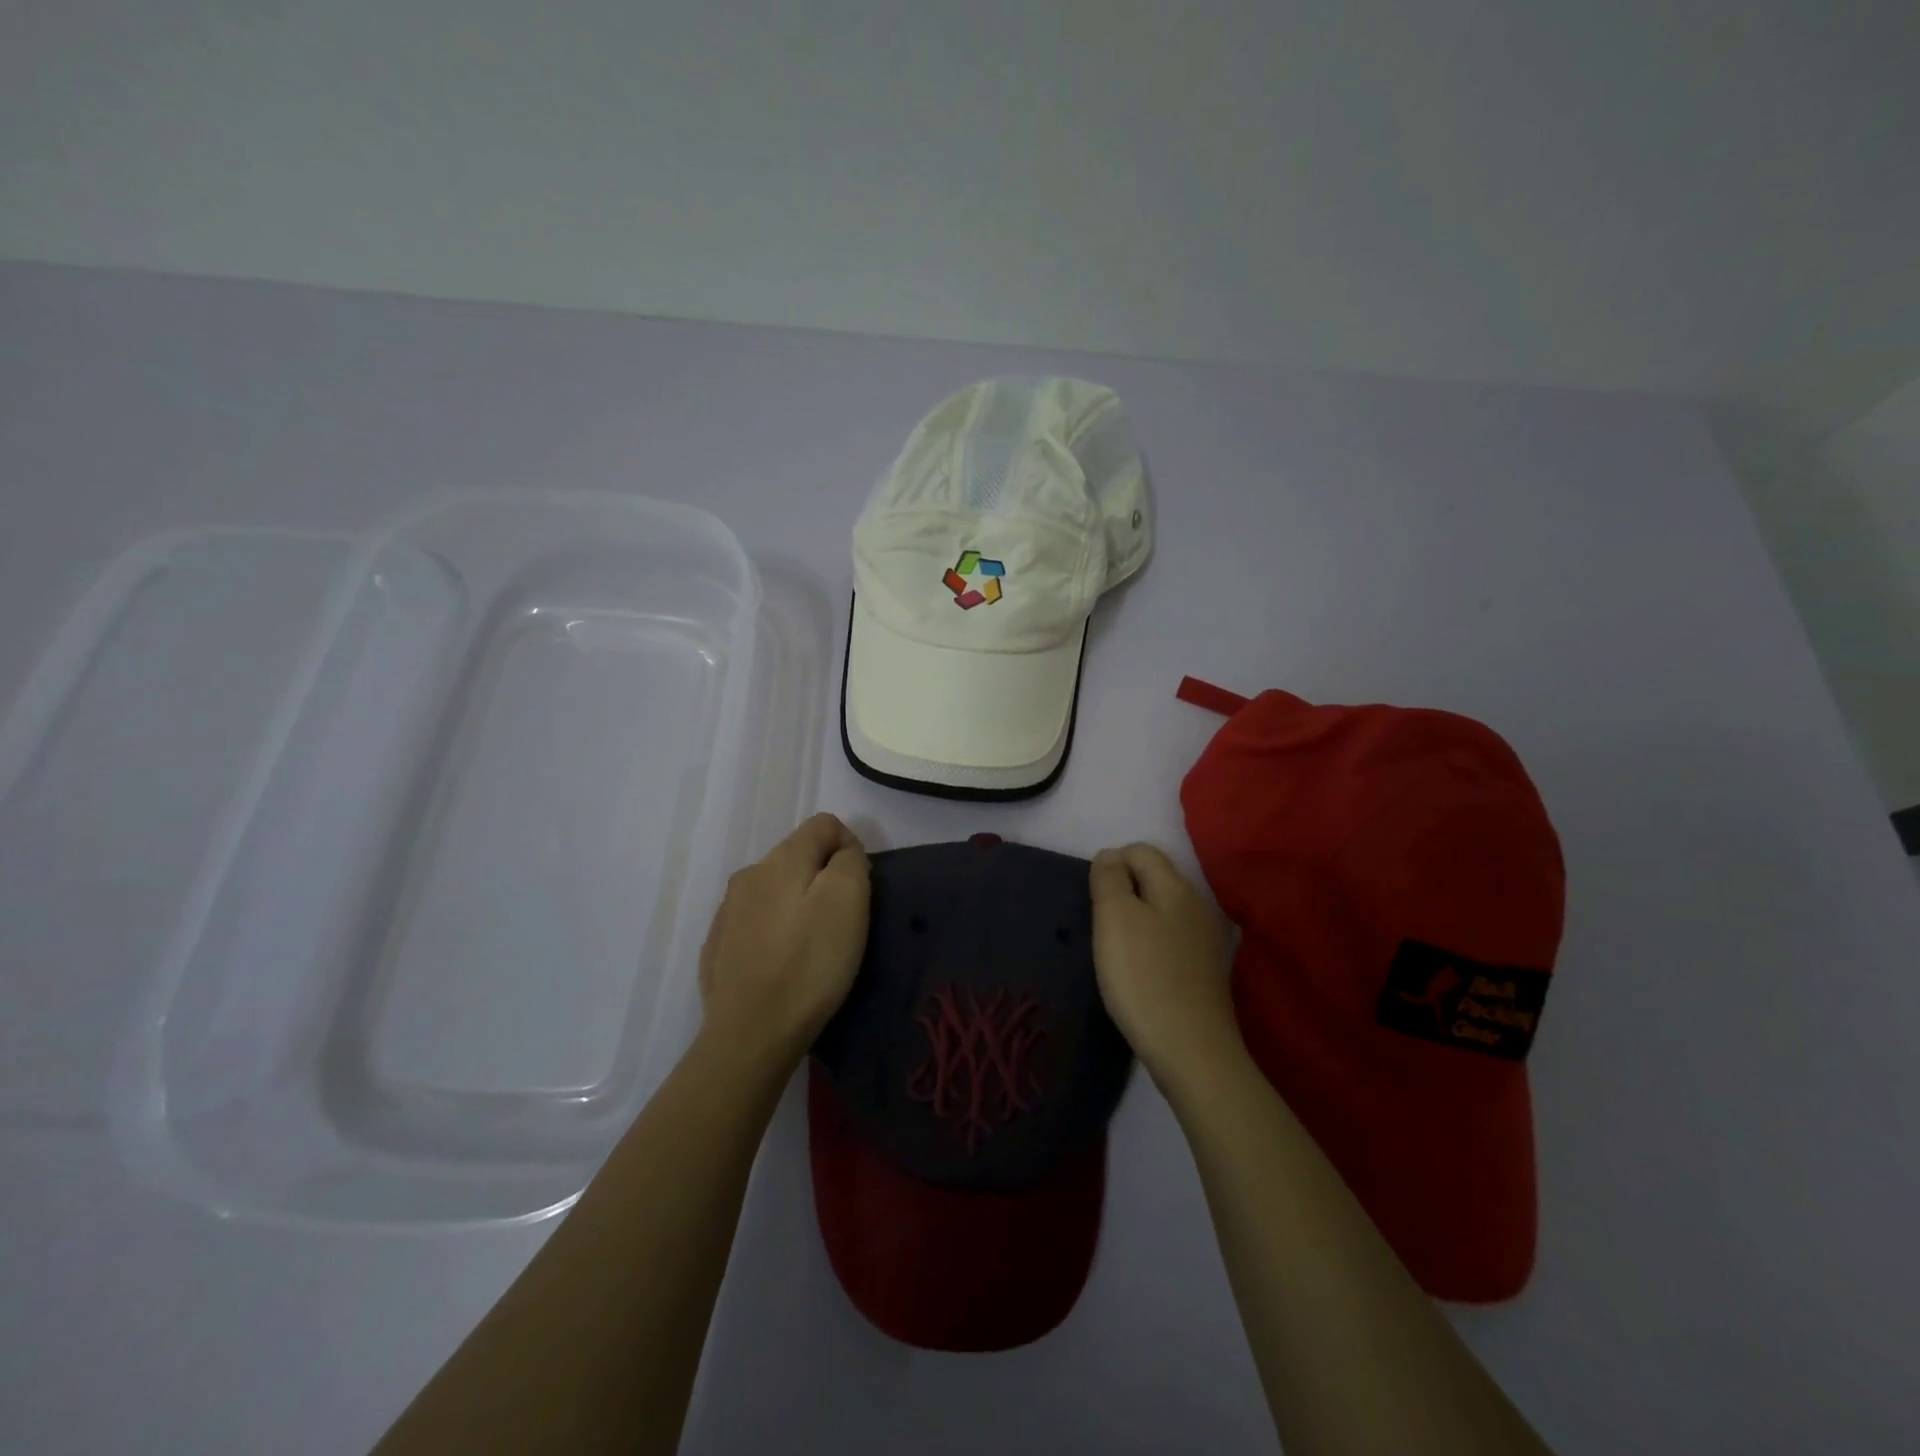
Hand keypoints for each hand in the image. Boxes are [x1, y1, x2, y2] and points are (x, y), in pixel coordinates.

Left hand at [698, 813, 870, 1062]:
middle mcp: (748, 876)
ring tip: (812, 947)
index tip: (862, 888)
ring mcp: (727, 913)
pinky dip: (775, 933)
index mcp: (780, 859)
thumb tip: (843, 854)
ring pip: (775, 891)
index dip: (851, 846)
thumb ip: (850, 862)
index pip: (824, 824)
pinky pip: (756, 924)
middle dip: (824, 878)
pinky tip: (783, 966)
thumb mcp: (848, 901)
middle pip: (798, 857)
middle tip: (843, 922)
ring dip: (798, 905)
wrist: (750, 1034)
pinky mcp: (718, 948)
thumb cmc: (809, 963)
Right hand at [1089, 843, 1239, 1088]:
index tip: (1091, 896)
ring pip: (1163, 909)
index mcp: (1177, 886)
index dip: (1111, 862)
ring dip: (1137, 918)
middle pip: (1155, 877)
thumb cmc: (1144, 977)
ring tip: (1115, 948)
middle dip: (1124, 890)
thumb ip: (1109, 879)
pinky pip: (1172, 939)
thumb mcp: (1115, 918)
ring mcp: (1207, 940)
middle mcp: (1199, 905)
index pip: (1141, 850)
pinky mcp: (1207, 971)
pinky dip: (1152, 943)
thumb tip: (1110, 856)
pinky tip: (1141, 970)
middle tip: (1099, 922)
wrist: (1191, 1051)